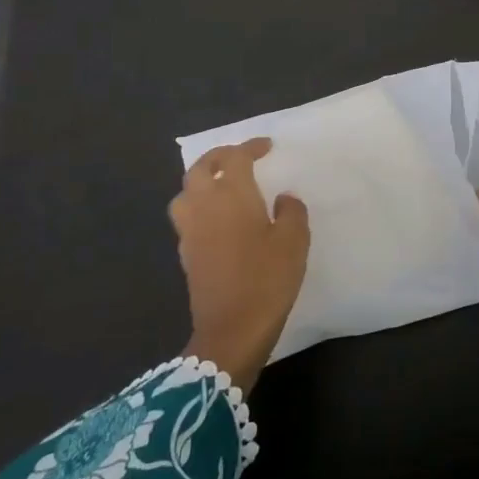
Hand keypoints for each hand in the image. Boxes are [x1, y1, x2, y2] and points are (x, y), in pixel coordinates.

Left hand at [169, 138, 309, 392]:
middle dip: (219, 158)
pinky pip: (187, 217)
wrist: (232, 331)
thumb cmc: (267, 279)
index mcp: (231, 195)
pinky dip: (199, 207)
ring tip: (222, 186)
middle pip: (200, 169)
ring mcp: (190, 231)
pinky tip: (218, 219)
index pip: (235, 158)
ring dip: (201, 181)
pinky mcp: (186, 254)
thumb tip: (283, 199)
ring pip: (185, 192)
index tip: (267, 147)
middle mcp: (204, 206)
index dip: (250, 147)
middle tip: (239, 158)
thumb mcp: (294, 241)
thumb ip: (291, 212)